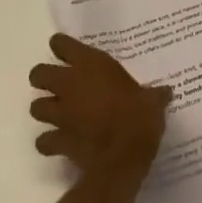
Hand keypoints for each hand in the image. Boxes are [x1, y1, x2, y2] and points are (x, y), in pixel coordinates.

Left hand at [28, 33, 171, 186]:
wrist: (123, 158)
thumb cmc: (139, 118)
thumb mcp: (152, 101)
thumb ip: (154, 95)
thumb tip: (166, 92)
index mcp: (91, 65)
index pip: (62, 44)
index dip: (62, 47)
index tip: (67, 52)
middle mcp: (70, 85)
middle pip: (38, 73)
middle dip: (44, 78)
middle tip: (60, 84)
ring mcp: (60, 113)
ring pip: (35, 106)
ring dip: (45, 109)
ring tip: (59, 113)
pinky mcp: (57, 140)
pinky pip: (44, 140)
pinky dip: (49, 142)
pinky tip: (60, 143)